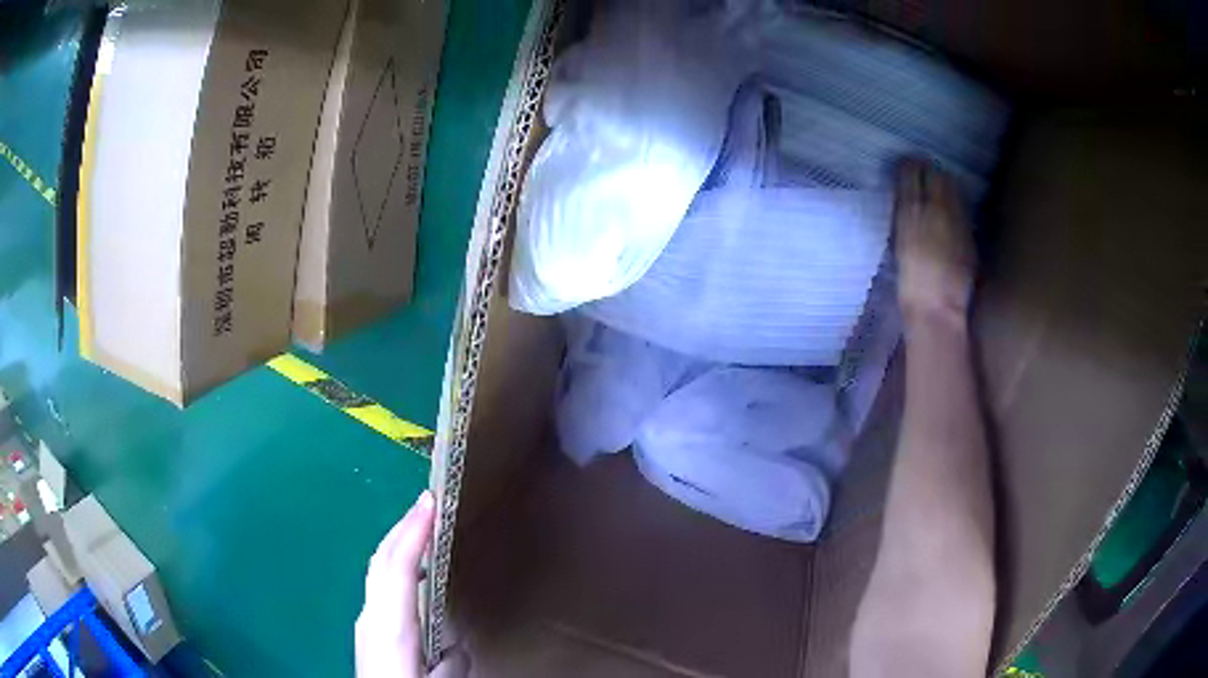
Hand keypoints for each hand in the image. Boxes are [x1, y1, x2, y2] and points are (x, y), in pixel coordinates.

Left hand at [356, 491, 469, 677]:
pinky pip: (380, 587)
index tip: (430, 501)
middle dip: (402, 527)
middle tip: (427, 503)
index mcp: (390, 627)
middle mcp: (371, 616)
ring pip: (378, 572)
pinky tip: (410, 576)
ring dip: (398, 545)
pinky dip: (395, 567)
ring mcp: (365, 622)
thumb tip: (457, 648)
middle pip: (381, 561)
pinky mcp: (367, 632)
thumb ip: (451, 666)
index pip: (399, 568)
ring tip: (422, 530)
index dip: (413, 531)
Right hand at [893, 159, 975, 327]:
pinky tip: (952, 207)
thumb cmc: (909, 282)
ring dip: (944, 182)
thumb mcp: (900, 244)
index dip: (909, 166)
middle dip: (929, 169)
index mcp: (910, 211)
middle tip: (924, 170)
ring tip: (938, 184)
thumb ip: (906, 217)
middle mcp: (935, 208)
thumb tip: (909, 202)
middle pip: (935, 174)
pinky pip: (961, 206)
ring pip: (952, 187)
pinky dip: (955, 201)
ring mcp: (955, 220)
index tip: (906, 164)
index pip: (911, 172)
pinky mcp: (968, 234)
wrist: (937, 308)